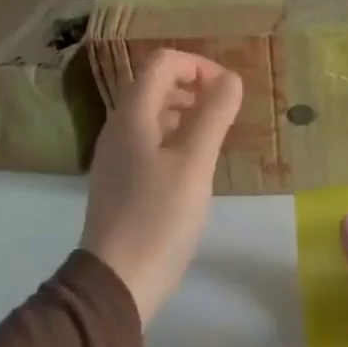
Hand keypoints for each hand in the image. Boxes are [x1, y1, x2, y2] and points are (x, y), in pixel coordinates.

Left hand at [82, 49, 242, 325]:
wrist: (116, 284)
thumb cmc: (159, 217)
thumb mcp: (194, 163)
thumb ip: (213, 115)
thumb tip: (231, 79)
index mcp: (133, 116)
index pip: (163, 62)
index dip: (199, 65)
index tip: (228, 91)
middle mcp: (119, 127)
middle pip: (156, 84)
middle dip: (195, 86)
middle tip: (226, 113)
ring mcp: (116, 155)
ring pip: (153, 113)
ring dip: (187, 111)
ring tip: (215, 137)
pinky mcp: (121, 179)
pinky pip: (150, 139)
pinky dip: (176, 137)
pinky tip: (195, 166)